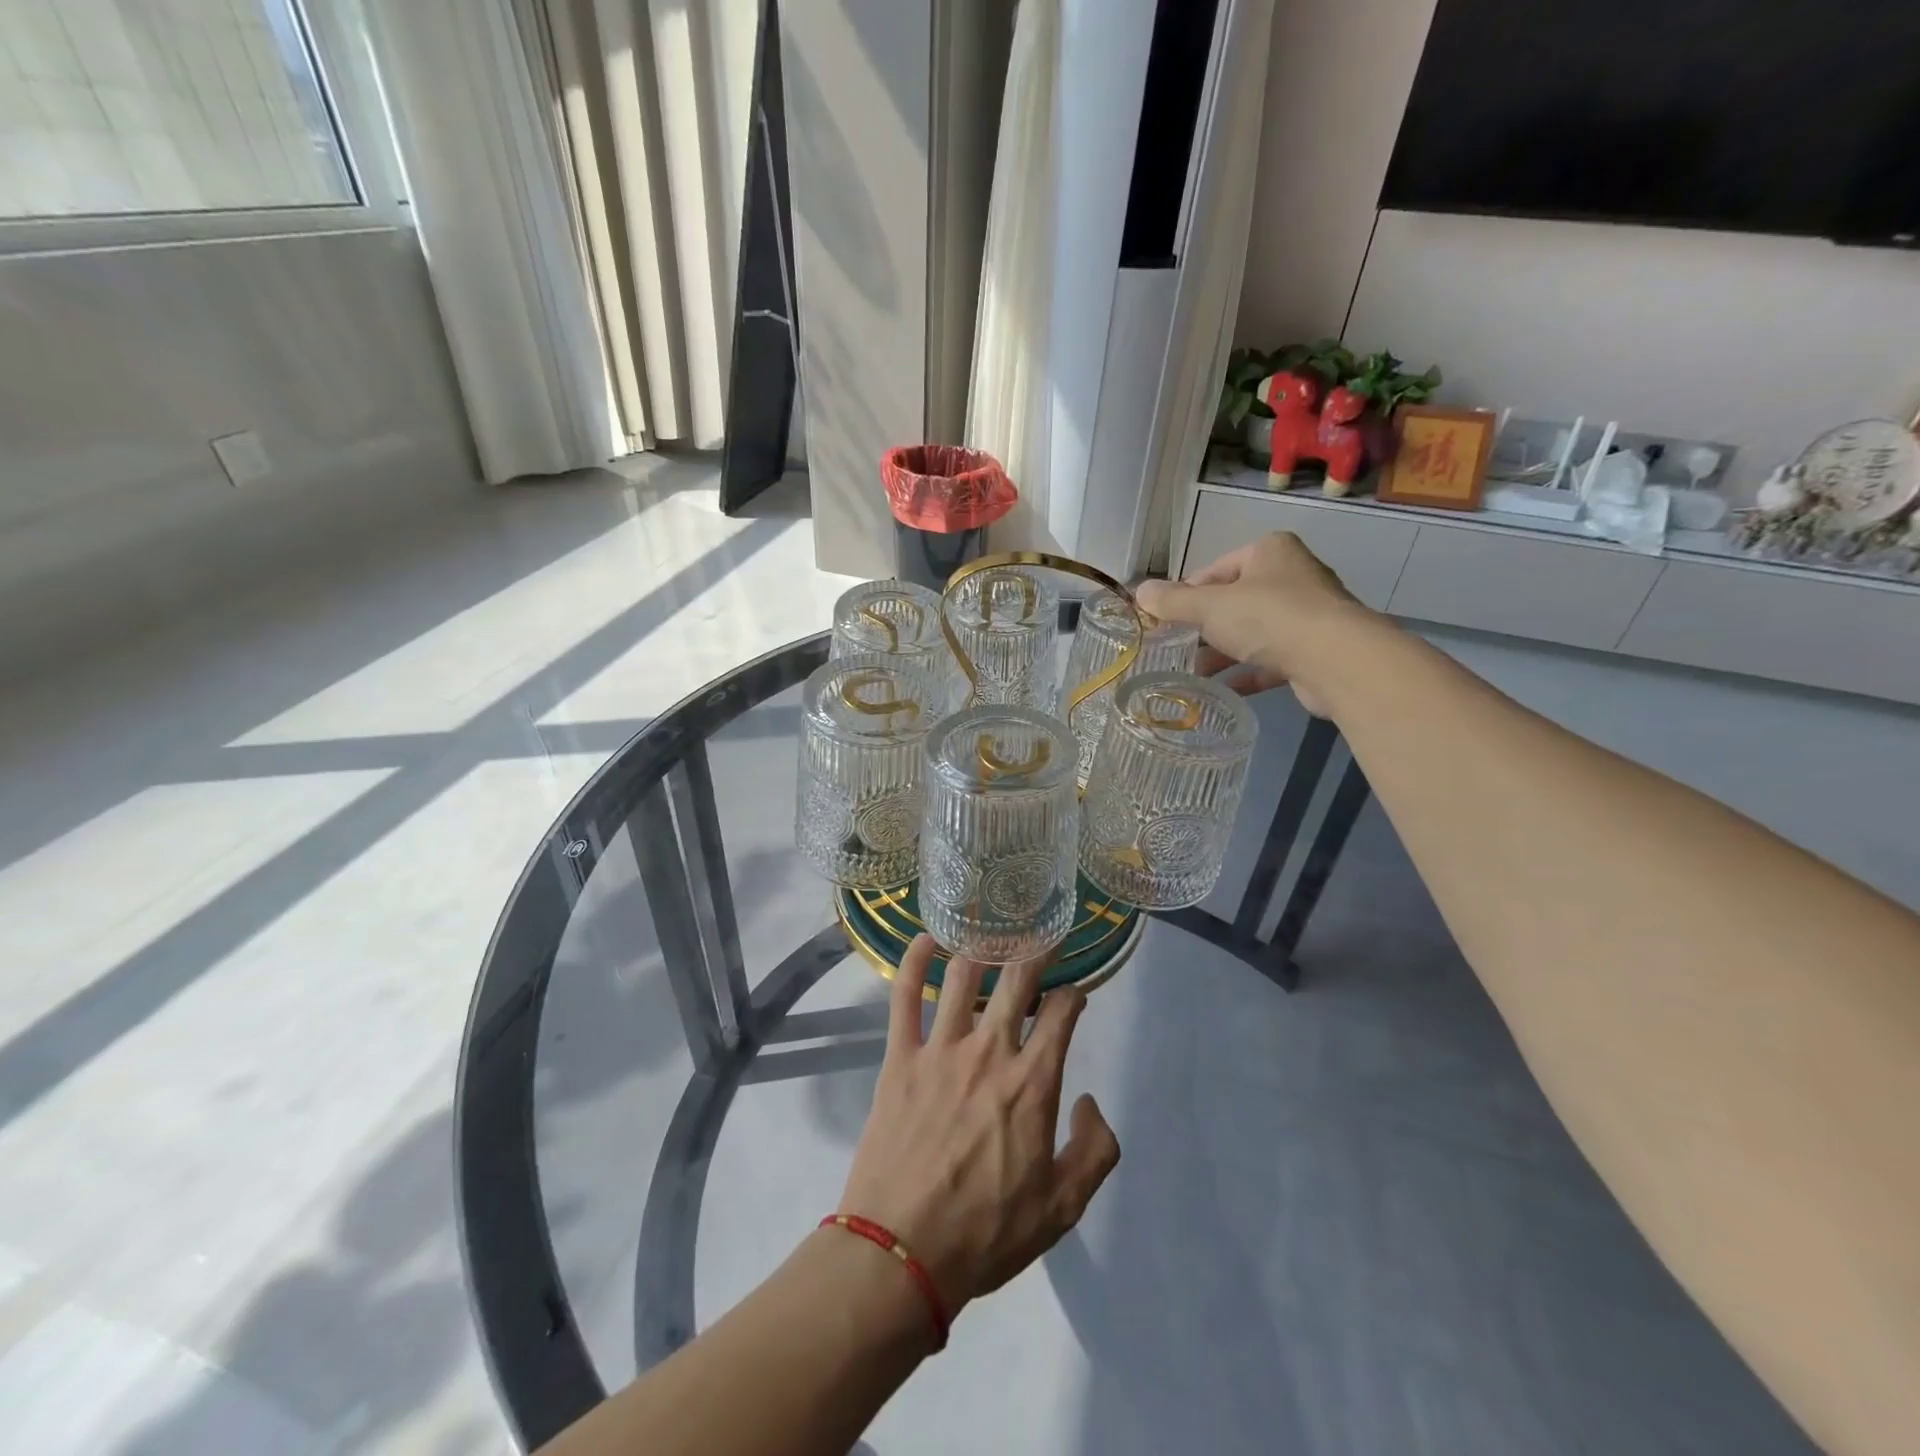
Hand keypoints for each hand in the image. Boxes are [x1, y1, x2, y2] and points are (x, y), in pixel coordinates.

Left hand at [838, 936, 1120, 1316]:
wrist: (901, 1253)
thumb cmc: (986, 1234)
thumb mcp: (1063, 1209)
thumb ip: (1095, 1151)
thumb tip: (1090, 1102)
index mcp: (1032, 1083)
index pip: (1062, 1013)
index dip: (1074, 993)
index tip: (1075, 993)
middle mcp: (989, 1051)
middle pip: (1017, 979)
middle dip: (1036, 951)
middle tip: (1042, 935)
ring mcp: (940, 1049)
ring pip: (963, 977)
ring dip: (981, 948)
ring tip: (991, 934)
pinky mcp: (899, 1058)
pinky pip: (904, 996)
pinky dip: (913, 960)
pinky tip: (925, 938)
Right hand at [1136, 532, 1374, 715]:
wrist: (1335, 659)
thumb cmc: (1268, 618)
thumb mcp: (1209, 607)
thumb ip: (1172, 601)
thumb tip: (1139, 592)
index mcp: (1269, 552)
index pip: (1215, 569)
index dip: (1186, 594)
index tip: (1164, 620)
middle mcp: (1292, 576)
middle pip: (1234, 601)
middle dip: (1203, 627)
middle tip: (1174, 648)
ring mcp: (1307, 615)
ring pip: (1253, 633)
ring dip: (1222, 653)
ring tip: (1191, 674)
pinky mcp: (1314, 650)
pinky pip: (1271, 660)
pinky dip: (1247, 673)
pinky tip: (1222, 691)